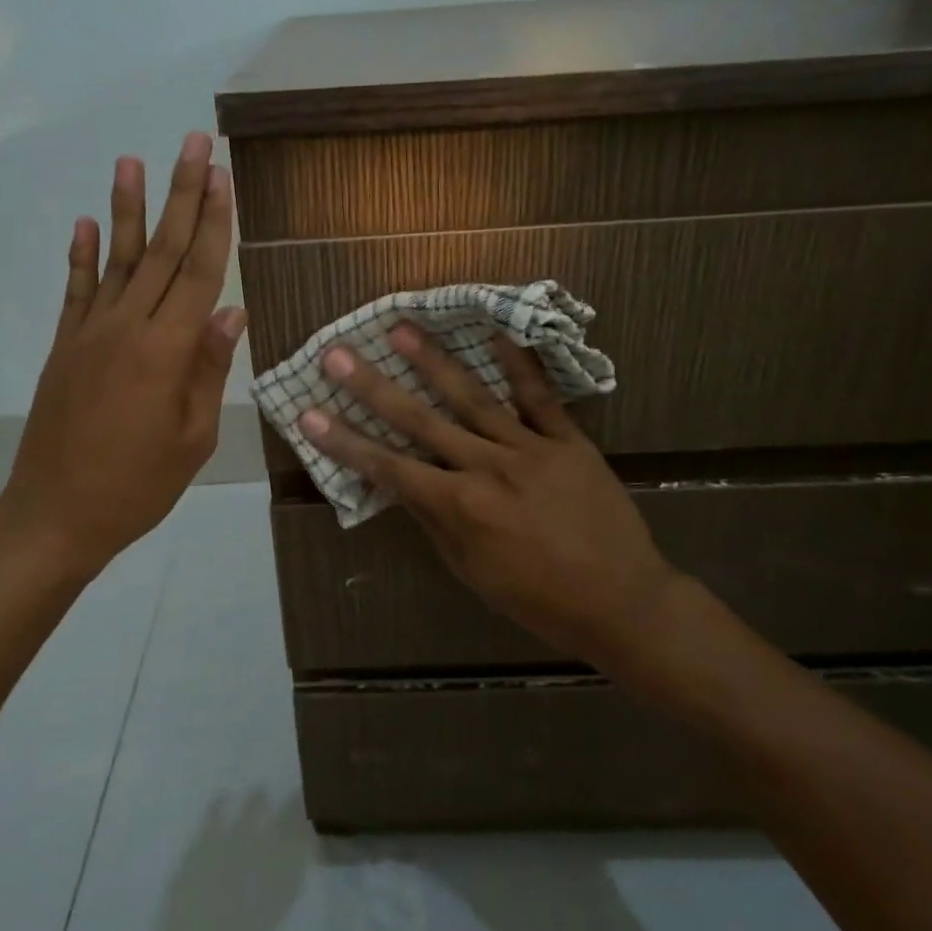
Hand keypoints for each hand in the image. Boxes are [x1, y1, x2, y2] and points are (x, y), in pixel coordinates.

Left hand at [0, 133, 244, 582]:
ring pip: (116, 260)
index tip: (223, 177)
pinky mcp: (65, 347)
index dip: (213, 223)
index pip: (198, 273)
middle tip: (193, 143)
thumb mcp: (192, 438)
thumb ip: (208, 369)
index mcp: (166, 352)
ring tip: (132, 160)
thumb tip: (230, 312)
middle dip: (181, 194)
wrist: (54, 514)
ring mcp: (89, 334)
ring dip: (127, 208)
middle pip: (161, 251)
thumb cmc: (137, 486)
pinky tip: (86, 223)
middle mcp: (127, 328)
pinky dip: (81, 255)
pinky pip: (76, 291)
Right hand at [298, 326, 686, 667]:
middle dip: (373, 387)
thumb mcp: (473, 572)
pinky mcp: (568, 441)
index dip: (345, 442)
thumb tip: (402, 485)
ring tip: (401, 329)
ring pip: (473, 398)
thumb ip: (436, 522)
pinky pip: (540, 397)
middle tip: (338, 354)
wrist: (622, 601)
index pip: (389, 468)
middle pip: (420, 421)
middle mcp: (487, 468)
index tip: (309, 414)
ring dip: (433, 362)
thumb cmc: (539, 599)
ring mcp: (530, 448)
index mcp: (461, 507)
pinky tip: (497, 332)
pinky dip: (519, 364)